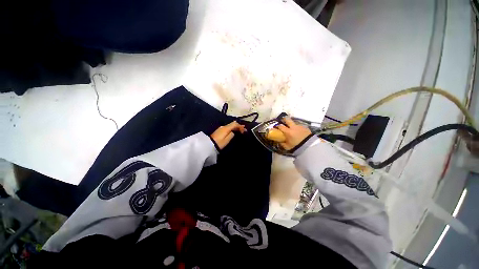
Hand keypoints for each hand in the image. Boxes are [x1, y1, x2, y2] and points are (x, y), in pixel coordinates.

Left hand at [211, 121, 245, 149]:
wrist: (208, 145)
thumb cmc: (219, 143)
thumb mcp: (227, 140)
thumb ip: (231, 134)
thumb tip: (233, 132)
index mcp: (226, 128)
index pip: (235, 124)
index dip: (240, 126)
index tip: (244, 130)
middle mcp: (223, 126)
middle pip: (232, 124)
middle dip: (238, 126)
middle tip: (243, 129)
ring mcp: (221, 128)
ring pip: (230, 125)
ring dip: (235, 127)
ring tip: (240, 130)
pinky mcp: (219, 131)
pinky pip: (227, 127)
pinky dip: (232, 128)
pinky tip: (233, 131)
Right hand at [276, 117, 311, 149]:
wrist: (310, 146)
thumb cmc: (297, 146)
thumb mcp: (287, 147)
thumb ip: (282, 143)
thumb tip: (279, 142)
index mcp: (288, 132)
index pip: (280, 126)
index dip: (277, 126)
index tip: (276, 126)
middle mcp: (293, 127)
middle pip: (287, 120)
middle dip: (284, 119)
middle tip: (282, 120)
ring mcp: (300, 126)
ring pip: (294, 123)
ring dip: (292, 124)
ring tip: (293, 129)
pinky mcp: (305, 127)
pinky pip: (300, 126)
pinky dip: (298, 128)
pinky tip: (299, 132)